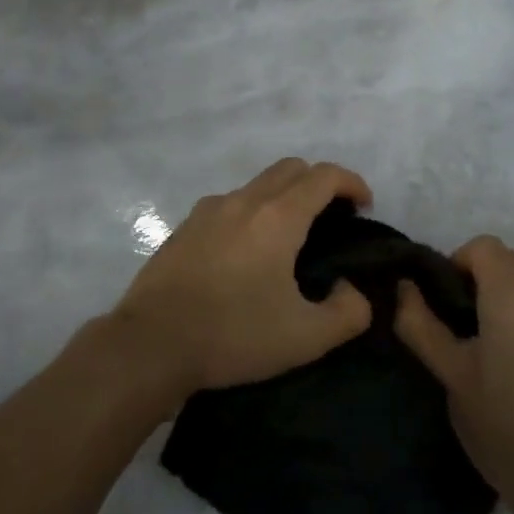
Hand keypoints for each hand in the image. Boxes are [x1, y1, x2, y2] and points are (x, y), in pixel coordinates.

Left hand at [111, 158, 373, 402]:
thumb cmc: (233, 335)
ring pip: (258, 184)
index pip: (324, 176)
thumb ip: (348, 313)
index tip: (364, 206)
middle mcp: (244, 201)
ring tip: (290, 237)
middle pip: (291, 169)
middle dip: (320, 183)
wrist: (150, 345)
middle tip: (333, 218)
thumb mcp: (305, 338)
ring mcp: (209, 211)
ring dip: (284, 196)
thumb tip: (352, 291)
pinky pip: (229, 204)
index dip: (352, 183)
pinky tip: (246, 253)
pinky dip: (252, 212)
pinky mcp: (185, 228)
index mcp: (278, 217)